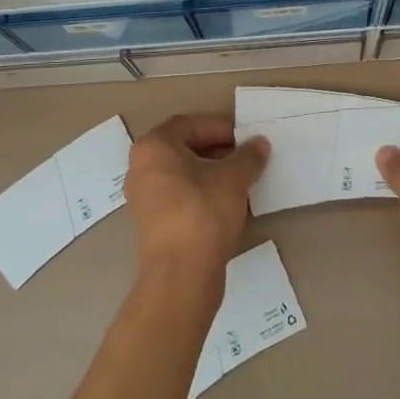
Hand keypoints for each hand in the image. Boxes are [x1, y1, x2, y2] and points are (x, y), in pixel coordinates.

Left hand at [125, 114, 268, 292]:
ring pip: (180, 173)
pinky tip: (225, 203)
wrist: (181, 274)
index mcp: (153, 147)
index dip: (218, 127)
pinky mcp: (150, 223)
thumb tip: (259, 144)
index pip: (188, 124)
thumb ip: (248, 156)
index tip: (243, 138)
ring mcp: (142, 197)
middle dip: (216, 150)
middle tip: (244, 157)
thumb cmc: (204, 212)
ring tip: (240, 180)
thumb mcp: (234, 178)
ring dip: (210, 172)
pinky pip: (177, 195)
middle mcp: (140, 167)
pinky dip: (200, 192)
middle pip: (182, 148)